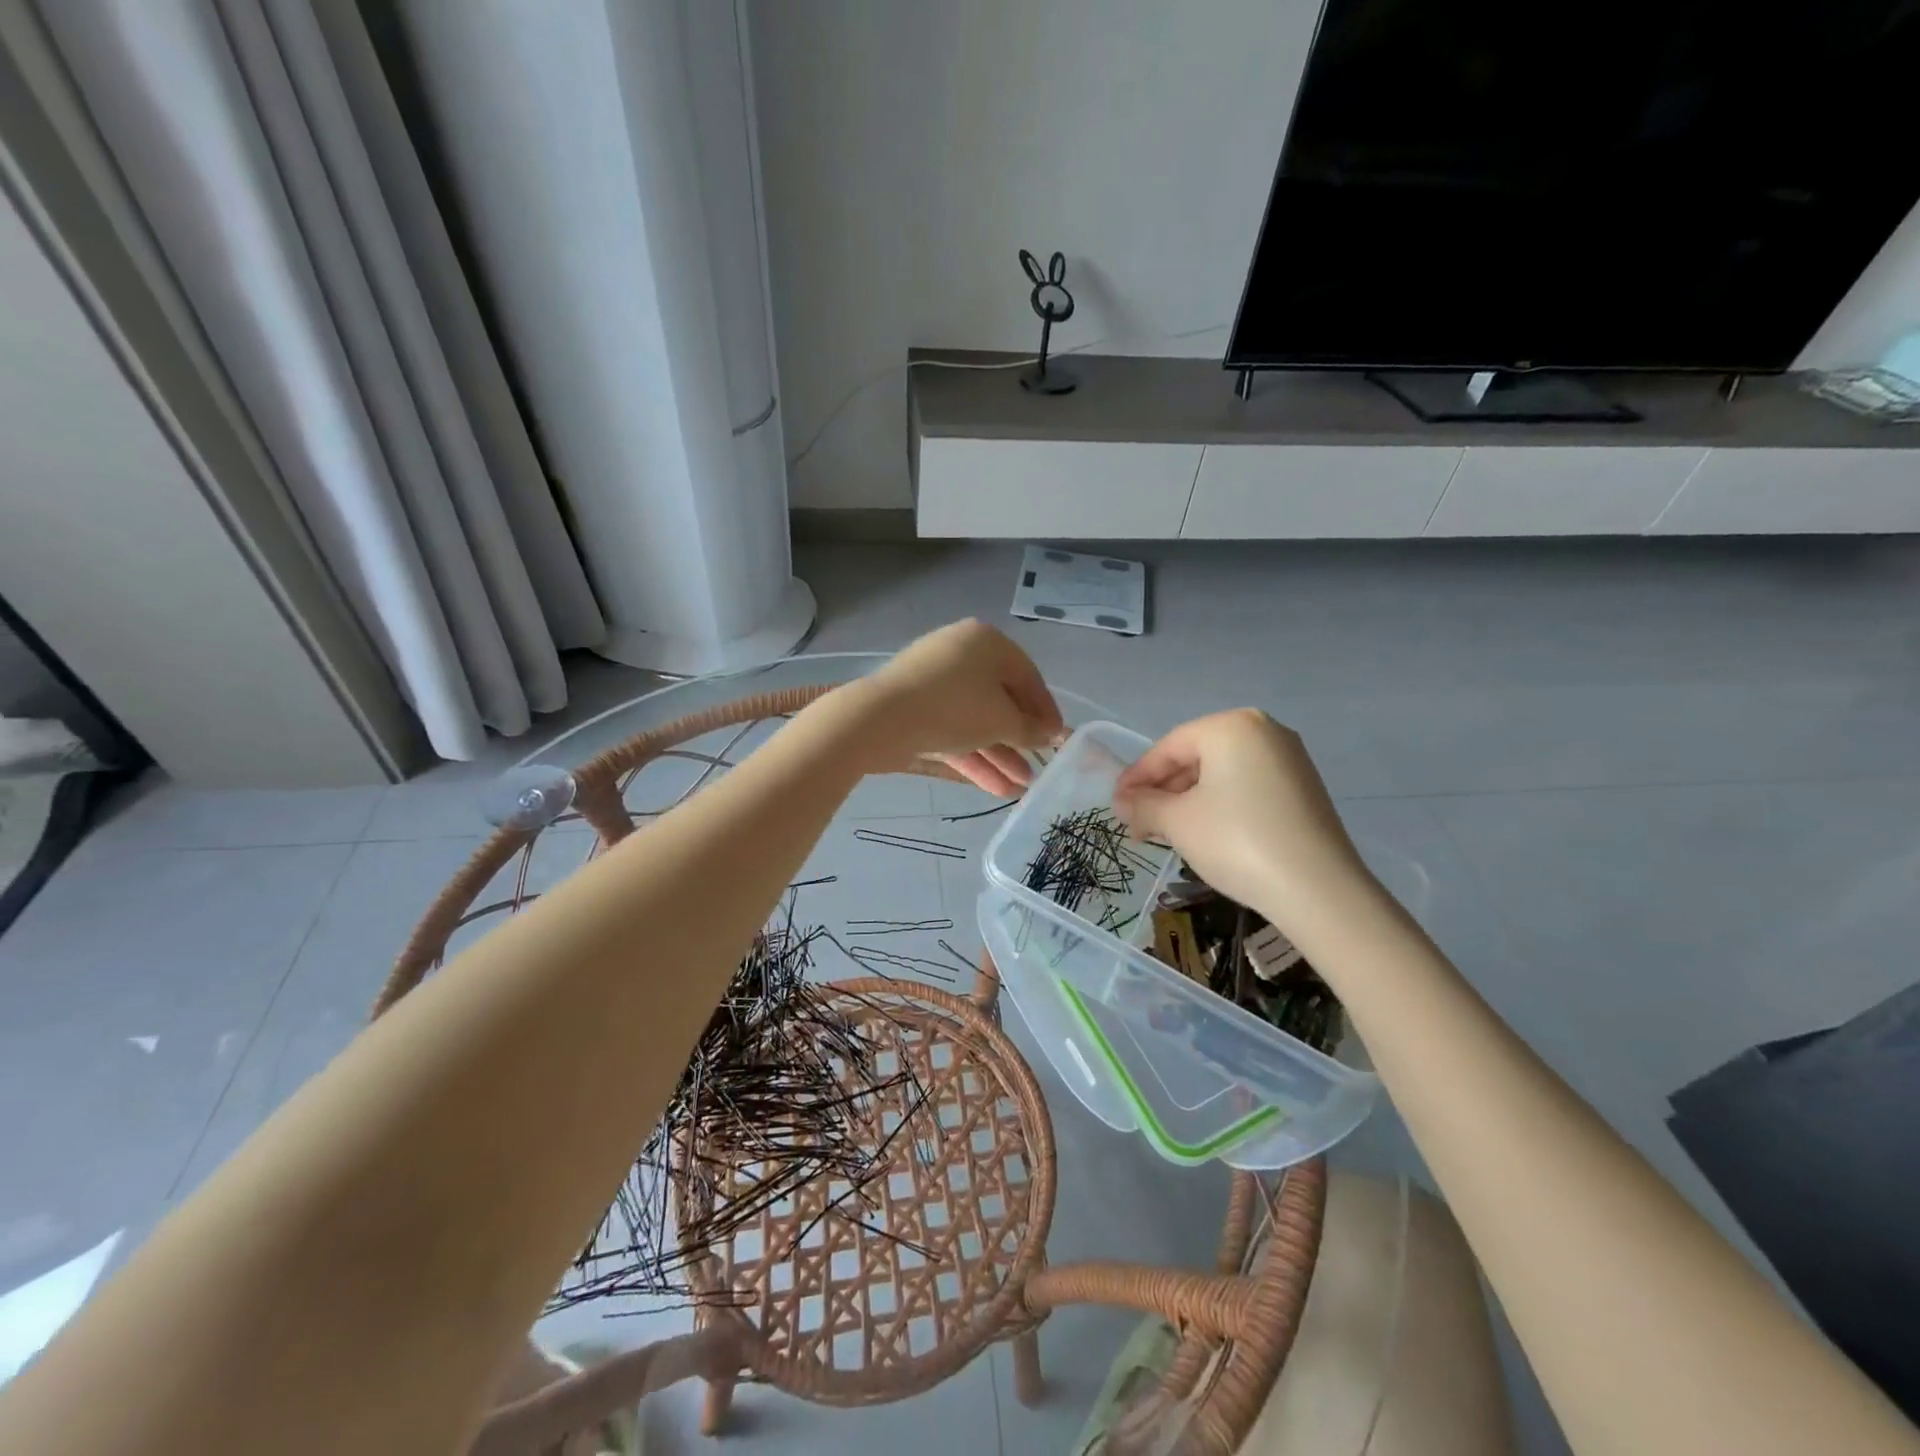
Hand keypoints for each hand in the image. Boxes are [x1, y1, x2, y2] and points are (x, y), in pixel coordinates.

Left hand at [854, 620, 1065, 794]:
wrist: (881, 719)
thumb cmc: (955, 707)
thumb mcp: (1002, 720)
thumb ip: (1029, 728)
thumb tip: (1047, 732)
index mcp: (987, 642)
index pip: (1027, 676)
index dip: (1046, 710)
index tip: (1059, 738)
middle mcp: (961, 654)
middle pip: (1000, 700)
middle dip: (1019, 739)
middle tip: (1038, 767)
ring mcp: (934, 682)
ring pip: (975, 720)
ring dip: (998, 754)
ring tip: (1020, 788)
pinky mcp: (915, 708)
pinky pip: (952, 730)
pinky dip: (972, 756)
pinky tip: (995, 788)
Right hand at [1113, 709, 1374, 932]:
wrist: (1318, 890)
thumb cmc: (1237, 841)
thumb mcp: (1178, 822)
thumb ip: (1143, 805)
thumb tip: (1120, 803)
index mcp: (1231, 726)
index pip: (1168, 747)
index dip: (1136, 778)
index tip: (1115, 805)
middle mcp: (1264, 731)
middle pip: (1196, 757)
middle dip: (1162, 792)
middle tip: (1138, 824)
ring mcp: (1289, 759)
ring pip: (1221, 774)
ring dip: (1187, 801)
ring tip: (1166, 834)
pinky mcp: (1303, 788)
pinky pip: (1246, 787)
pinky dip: (1219, 806)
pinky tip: (1204, 834)